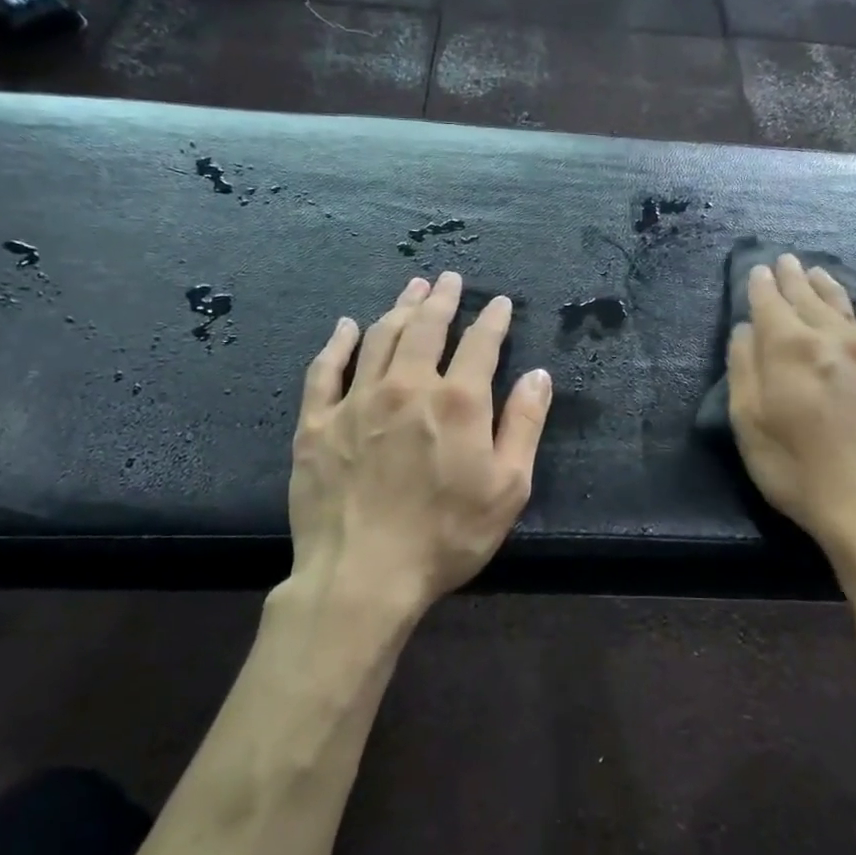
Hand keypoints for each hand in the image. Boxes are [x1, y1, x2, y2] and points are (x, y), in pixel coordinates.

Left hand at [287, 271, 552, 616]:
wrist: (363, 575)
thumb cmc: (447, 536)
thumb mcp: (508, 487)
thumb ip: (524, 424)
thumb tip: (538, 375)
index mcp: (458, 401)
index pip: (481, 344)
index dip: (493, 319)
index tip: (499, 303)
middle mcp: (407, 386)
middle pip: (426, 328)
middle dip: (441, 299)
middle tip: (448, 278)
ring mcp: (356, 401)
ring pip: (380, 338)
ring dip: (398, 308)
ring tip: (411, 288)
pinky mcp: (316, 422)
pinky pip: (326, 370)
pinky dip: (338, 343)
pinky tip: (346, 326)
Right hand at [727, 254, 855, 576]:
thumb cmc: (798, 471)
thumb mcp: (749, 425)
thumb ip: (743, 369)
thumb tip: (745, 330)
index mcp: (791, 348)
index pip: (771, 303)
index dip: (760, 285)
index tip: (757, 270)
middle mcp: (834, 339)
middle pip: (809, 298)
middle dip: (793, 278)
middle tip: (785, 260)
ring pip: (846, 307)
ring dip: (828, 287)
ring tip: (817, 272)